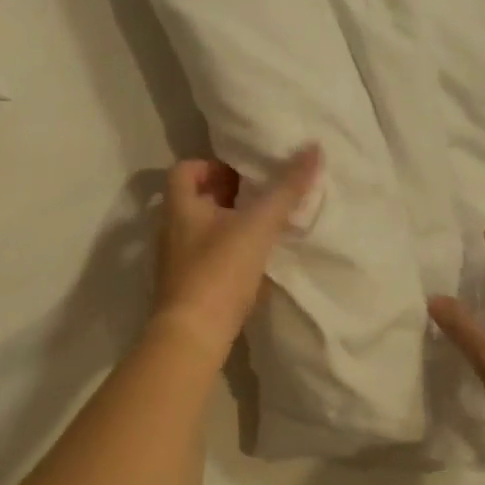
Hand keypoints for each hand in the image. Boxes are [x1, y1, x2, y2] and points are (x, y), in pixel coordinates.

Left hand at [151, 144, 321, 360]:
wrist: (192, 337)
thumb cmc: (219, 271)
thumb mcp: (257, 226)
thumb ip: (286, 189)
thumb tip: (313, 148)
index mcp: (179, 206)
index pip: (185, 169)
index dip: (212, 164)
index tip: (244, 173)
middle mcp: (171, 229)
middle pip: (195, 199)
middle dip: (227, 194)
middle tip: (261, 196)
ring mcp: (175, 260)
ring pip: (201, 229)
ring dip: (229, 223)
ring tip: (263, 227)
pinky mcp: (185, 287)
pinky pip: (206, 257)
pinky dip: (227, 252)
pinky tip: (254, 263)